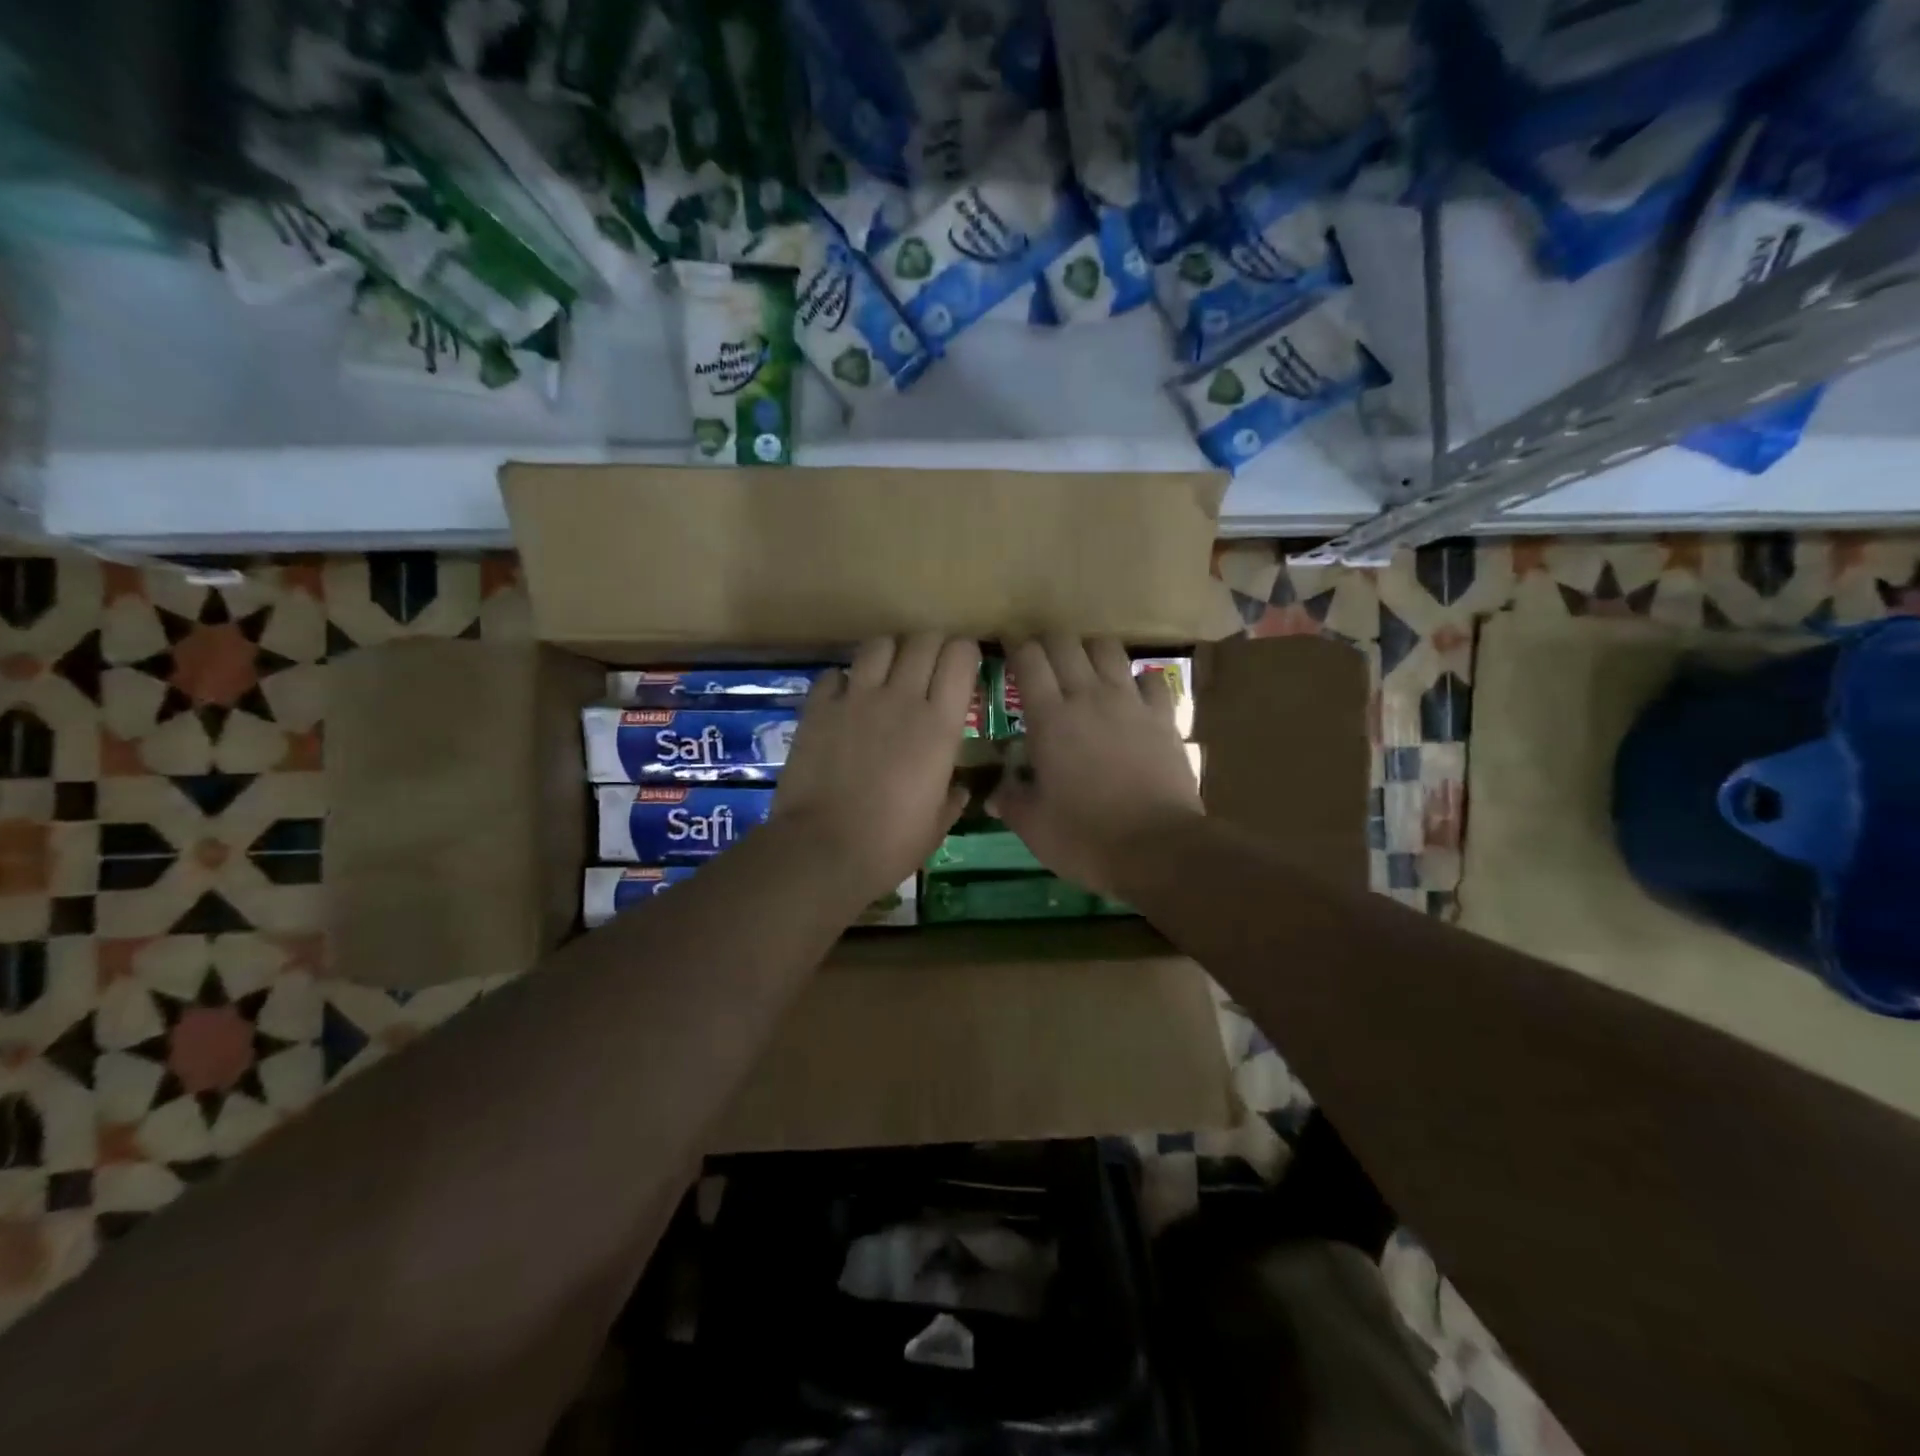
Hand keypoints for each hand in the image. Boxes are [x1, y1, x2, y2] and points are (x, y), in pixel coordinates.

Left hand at [773, 636, 978, 905]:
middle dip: (931, 646)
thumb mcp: (936, 826)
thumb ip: (951, 798)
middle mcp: (901, 698)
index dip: (964, 654)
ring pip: (879, 645)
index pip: (960, 656)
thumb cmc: (890, 844)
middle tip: (929, 667)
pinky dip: (844, 680)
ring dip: (889, 654)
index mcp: (939, 725)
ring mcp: (856, 698)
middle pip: (922, 640)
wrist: (822, 850)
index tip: (963, 667)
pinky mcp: (818, 708)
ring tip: (887, 676)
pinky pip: (834, 674)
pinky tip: (845, 700)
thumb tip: (957, 789)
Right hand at [988, 637, 1202, 898]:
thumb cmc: (1085, 837)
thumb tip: (994, 795)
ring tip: (1082, 669)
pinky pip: (1150, 679)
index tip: (1007, 646)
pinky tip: (1131, 694)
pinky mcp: (1163, 716)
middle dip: (1047, 642)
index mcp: (1049, 718)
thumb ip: (1011, 801)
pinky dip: (1137, 679)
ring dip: (1089, 650)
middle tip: (1039, 659)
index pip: (1028, 659)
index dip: (1015, 646)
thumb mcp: (1034, 826)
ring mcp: (1130, 702)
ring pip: (1107, 649)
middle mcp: (1088, 696)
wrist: (1158, 848)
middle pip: (1065, 642)